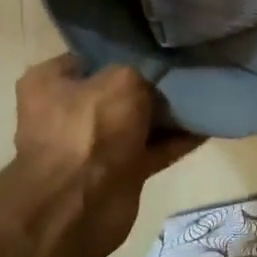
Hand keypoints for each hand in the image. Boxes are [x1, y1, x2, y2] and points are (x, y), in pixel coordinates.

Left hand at [14, 56, 201, 256]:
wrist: (80, 205)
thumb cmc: (91, 130)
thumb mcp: (122, 81)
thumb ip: (143, 74)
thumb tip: (153, 85)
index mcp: (50, 82)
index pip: (90, 58)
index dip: (124, 54)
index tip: (158, 51)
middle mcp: (67, 111)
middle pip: (117, 92)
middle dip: (150, 87)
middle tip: (185, 75)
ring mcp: (92, 145)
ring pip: (137, 122)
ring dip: (167, 116)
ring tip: (204, 99)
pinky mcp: (117, 172)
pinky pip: (152, 149)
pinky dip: (175, 141)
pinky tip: (205, 128)